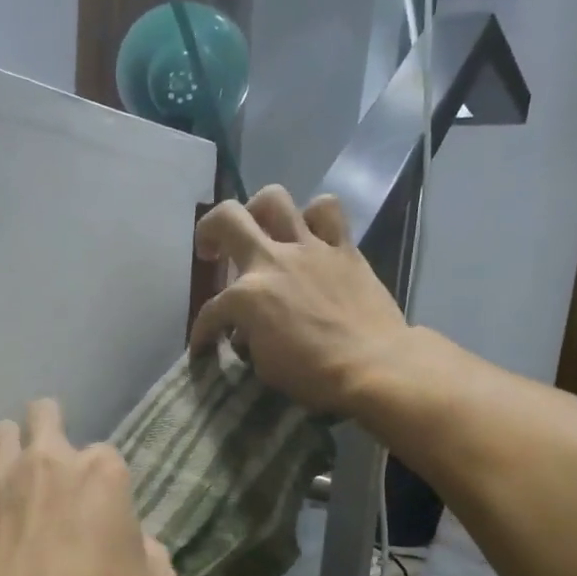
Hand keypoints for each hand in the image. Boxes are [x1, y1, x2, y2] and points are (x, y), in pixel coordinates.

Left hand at [0, 399, 178, 575]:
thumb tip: (137, 545)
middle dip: (50, 427)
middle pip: (44, 413)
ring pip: (0, 433)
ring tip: (18, 479)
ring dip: (11, 448)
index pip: (107, 454)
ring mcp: (1, 479)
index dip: (106, 481)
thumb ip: (152, 552)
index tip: (104, 511)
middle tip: (54, 464)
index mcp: (101, 472)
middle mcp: (48, 461)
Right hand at [189, 185, 411, 415]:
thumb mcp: (265, 367)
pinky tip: (310, 235)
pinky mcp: (343, 248)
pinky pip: (328, 212)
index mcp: (246, 296)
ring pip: (275, 199)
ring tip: (262, 231)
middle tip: (212, 251)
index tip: (204, 348)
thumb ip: (249, 340)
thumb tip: (248, 332)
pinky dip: (315, 217)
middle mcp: (271, 261)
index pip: (211, 311)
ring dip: (260, 211)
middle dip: (209, 231)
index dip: (202, 332)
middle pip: (227, 218)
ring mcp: (309, 248)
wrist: (374, 365)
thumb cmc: (314, 375)